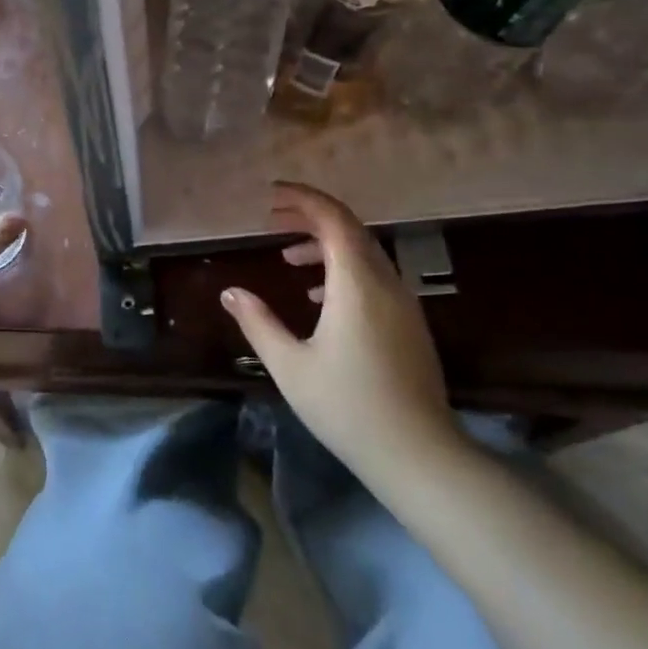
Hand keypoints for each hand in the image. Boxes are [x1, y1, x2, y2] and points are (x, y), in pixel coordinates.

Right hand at [220, 183, 466, 498]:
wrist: (417, 453)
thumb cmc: (346, 407)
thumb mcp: (290, 365)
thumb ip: (258, 322)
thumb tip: (230, 291)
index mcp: (356, 284)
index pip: (333, 220)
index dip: (302, 199)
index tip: (270, 195)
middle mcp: (386, 283)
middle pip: (351, 229)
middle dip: (310, 217)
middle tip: (272, 219)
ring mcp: (403, 303)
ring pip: (365, 253)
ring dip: (326, 245)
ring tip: (288, 257)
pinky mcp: (410, 323)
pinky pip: (375, 277)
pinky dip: (344, 270)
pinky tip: (318, 297)